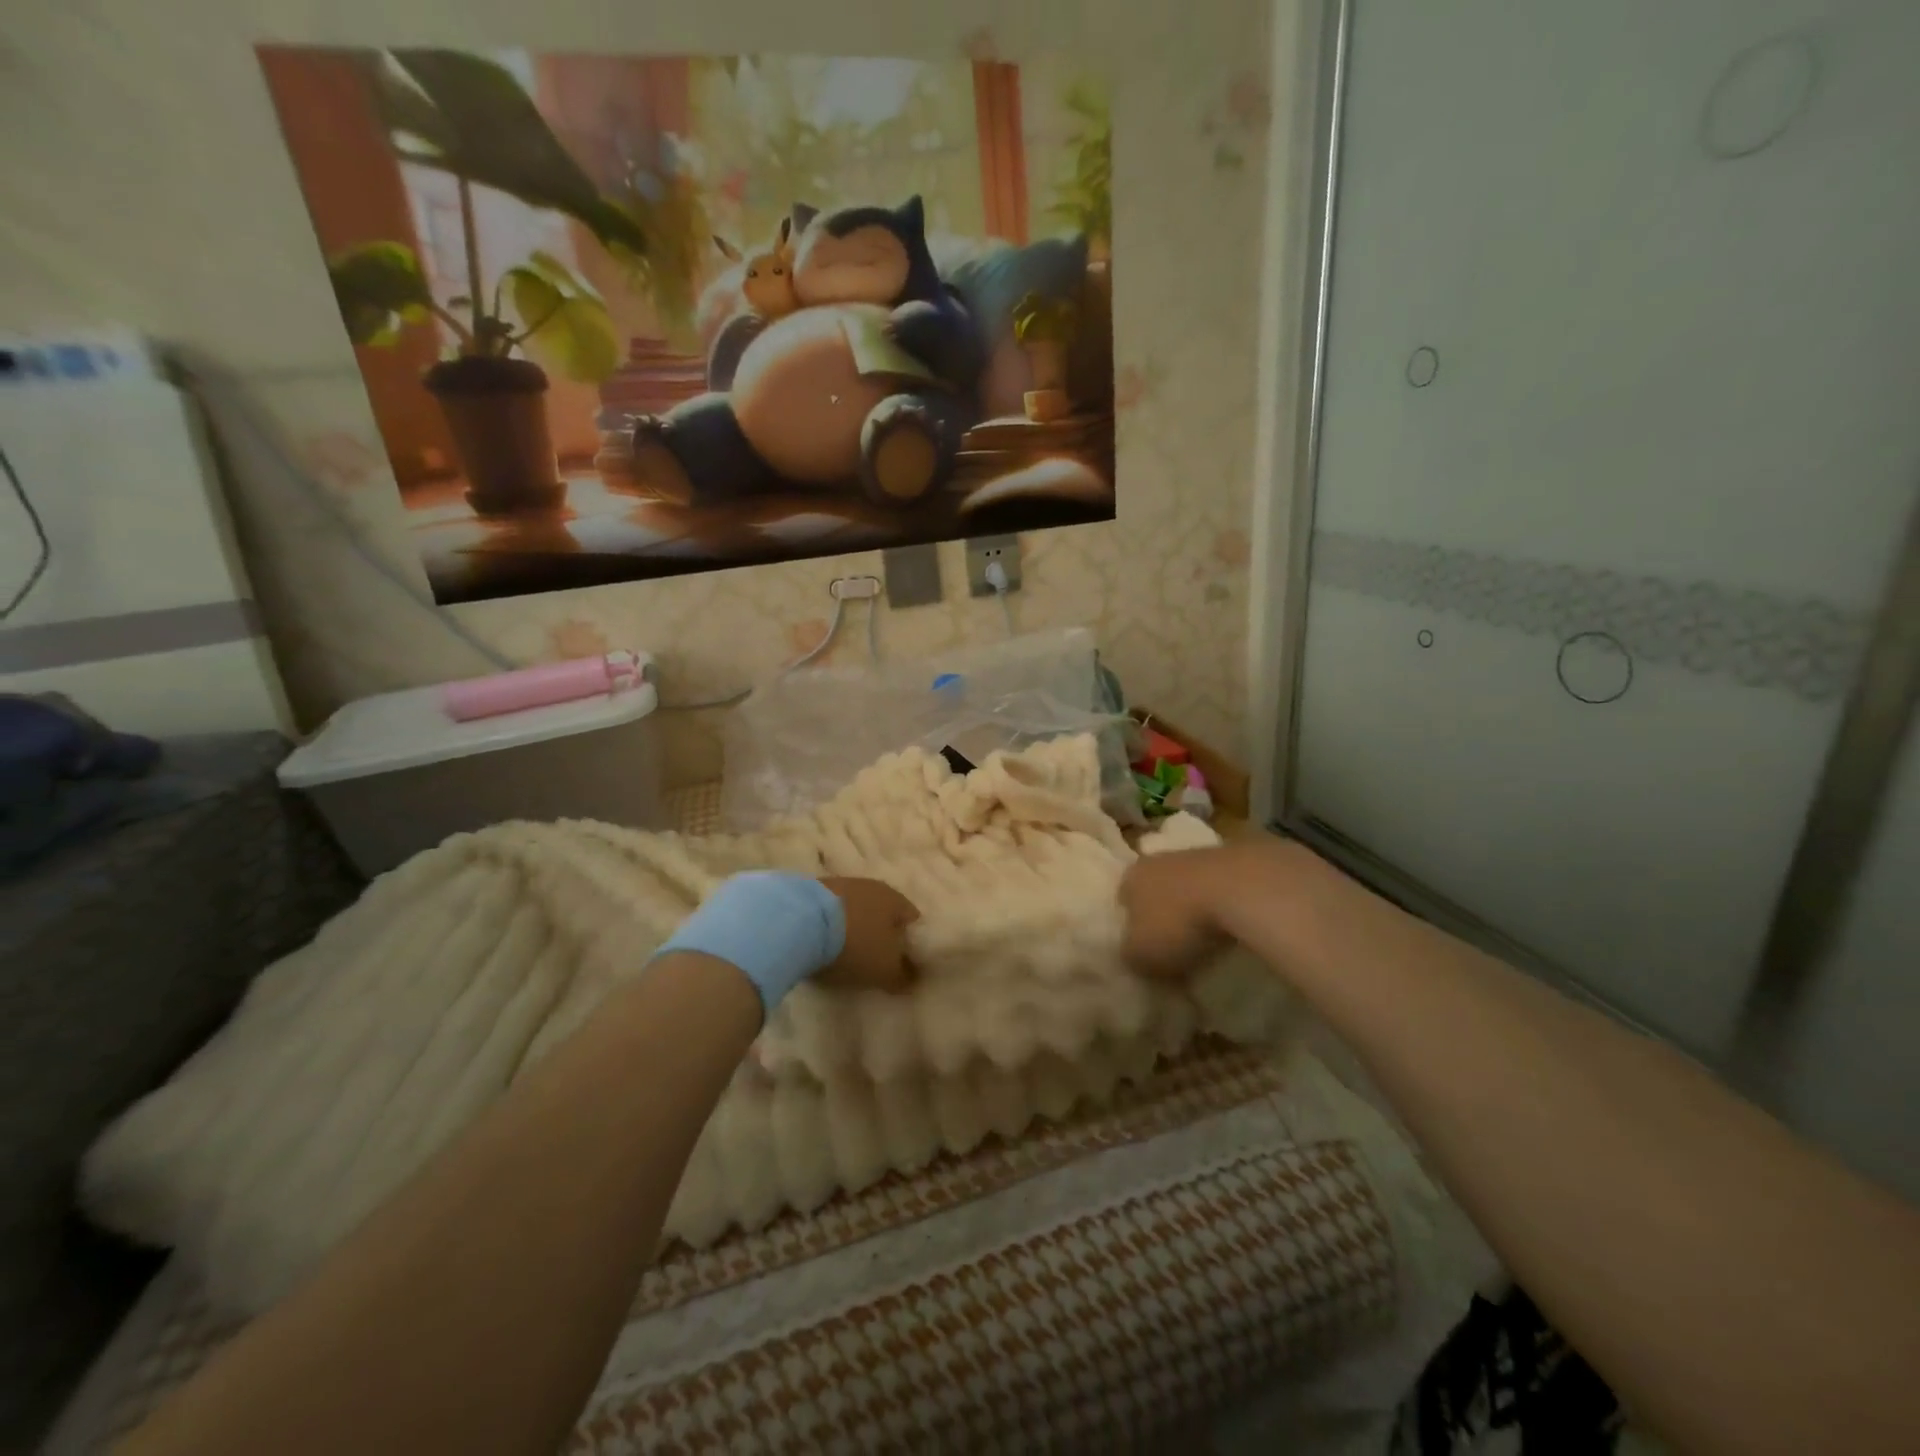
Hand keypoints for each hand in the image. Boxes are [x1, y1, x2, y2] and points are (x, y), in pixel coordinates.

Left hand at [816, 877, 919, 992]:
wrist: (800, 922)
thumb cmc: (855, 944)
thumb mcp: (885, 969)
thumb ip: (903, 976)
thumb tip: (911, 980)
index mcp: (895, 899)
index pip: (912, 919)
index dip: (911, 943)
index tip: (903, 964)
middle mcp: (871, 885)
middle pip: (882, 912)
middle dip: (880, 933)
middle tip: (874, 960)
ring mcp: (840, 884)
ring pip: (855, 909)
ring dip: (853, 927)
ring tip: (844, 953)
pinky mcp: (812, 890)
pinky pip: (830, 911)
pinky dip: (830, 925)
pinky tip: (822, 943)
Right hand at [1118, 846, 1241, 977]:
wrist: (1239, 888)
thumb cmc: (1178, 923)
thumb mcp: (1142, 955)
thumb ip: (1131, 957)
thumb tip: (1133, 957)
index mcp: (1131, 877)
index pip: (1123, 899)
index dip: (1131, 925)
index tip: (1143, 948)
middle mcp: (1158, 860)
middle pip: (1155, 889)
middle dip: (1162, 914)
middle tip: (1172, 945)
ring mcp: (1196, 856)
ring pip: (1186, 886)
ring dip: (1192, 909)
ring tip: (1205, 940)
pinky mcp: (1232, 860)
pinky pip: (1218, 889)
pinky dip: (1221, 906)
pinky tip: (1230, 928)